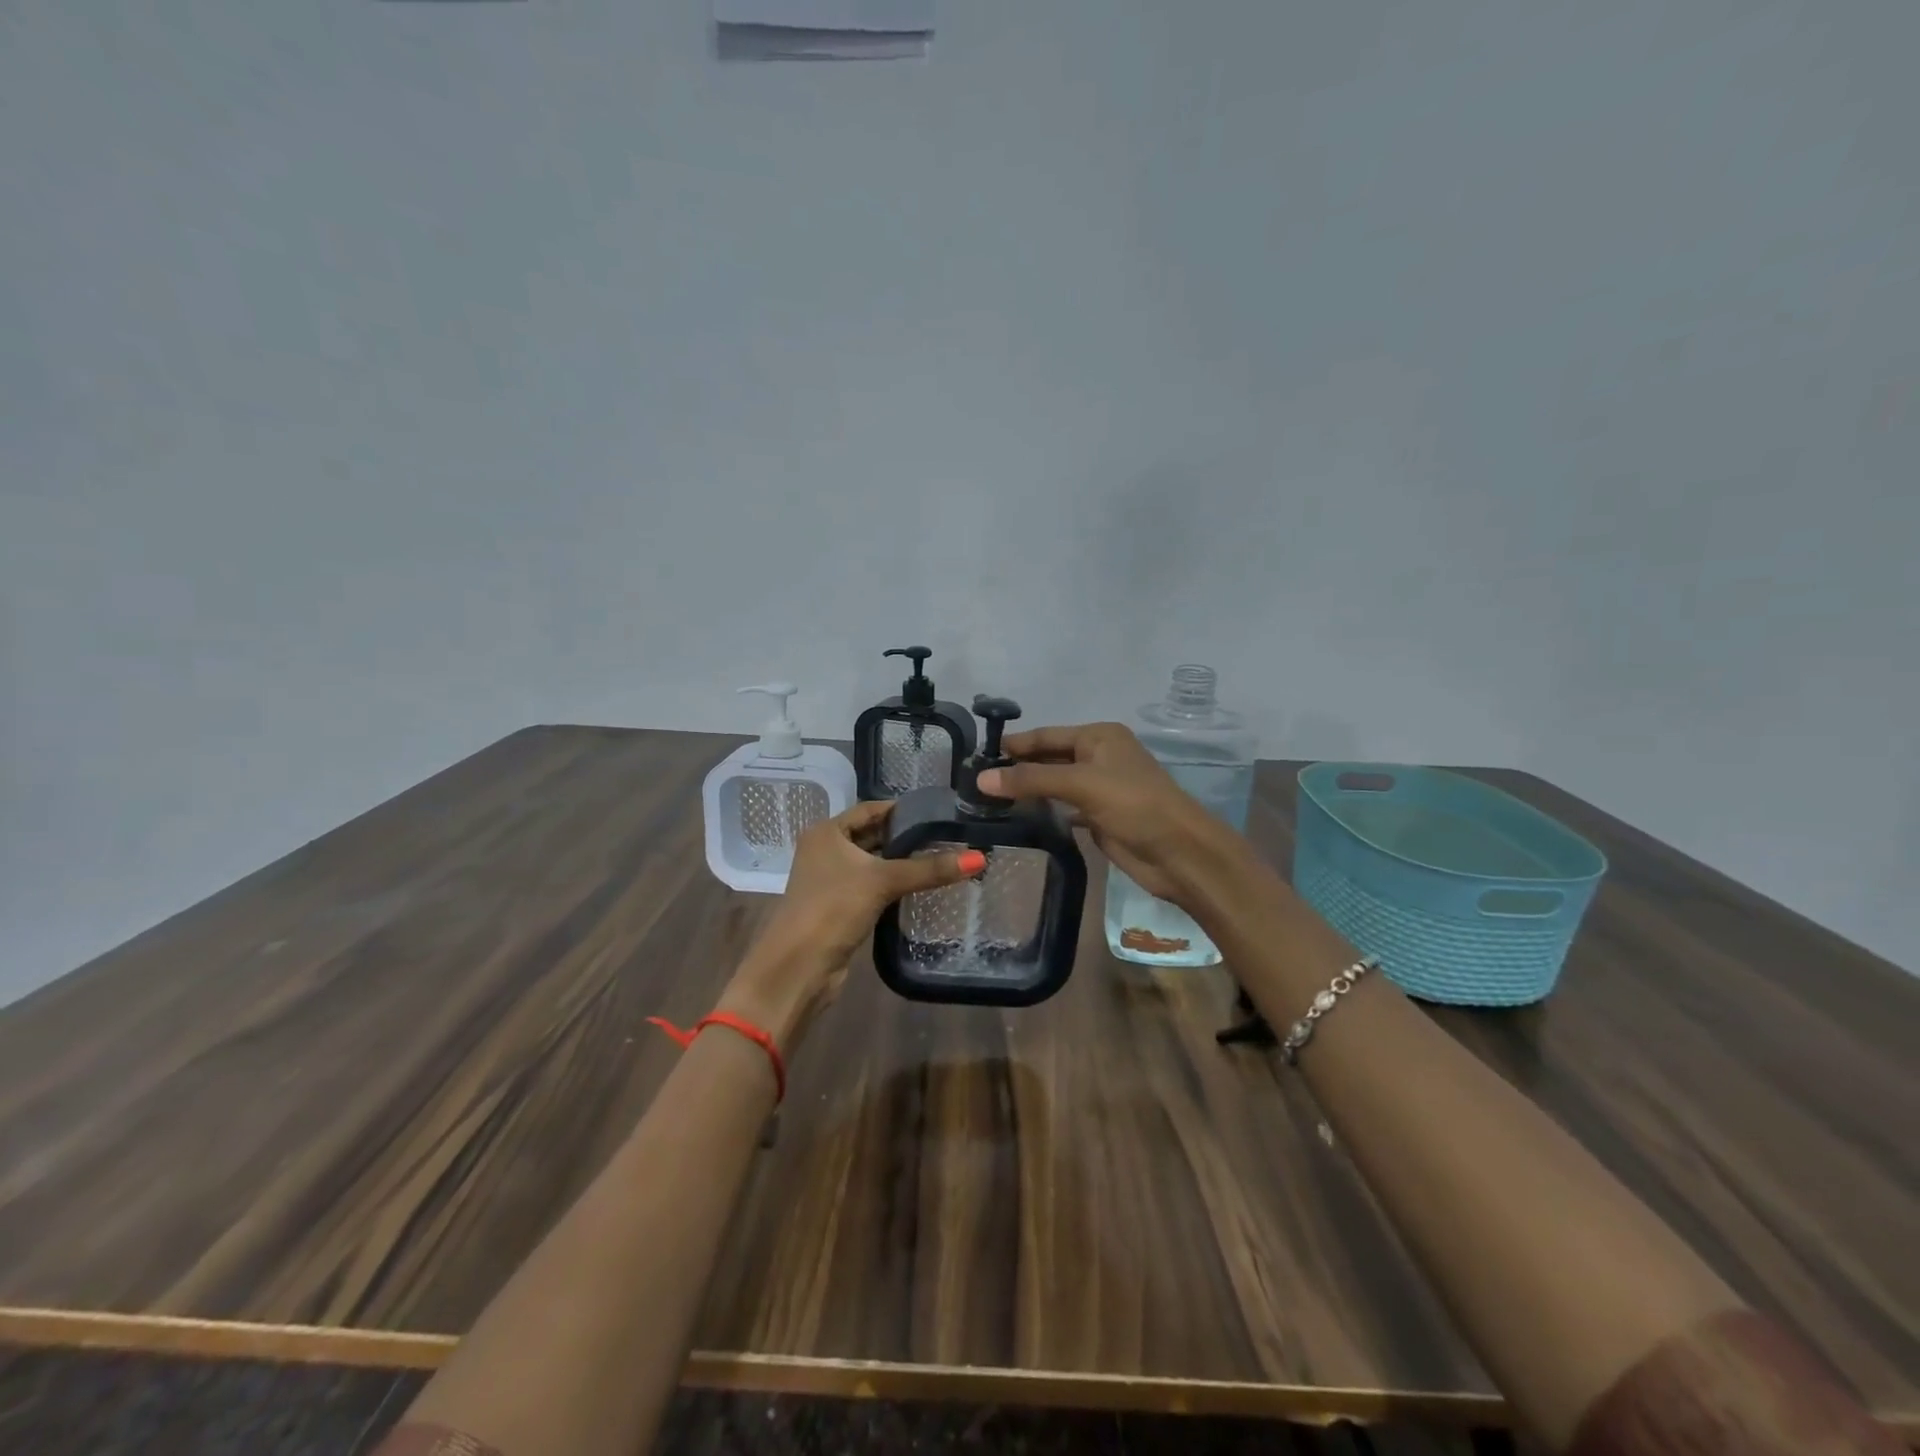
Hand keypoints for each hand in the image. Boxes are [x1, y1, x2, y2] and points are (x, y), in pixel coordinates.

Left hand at [718, 801, 983, 1049]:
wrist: (799, 967)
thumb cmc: (834, 908)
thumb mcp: (883, 881)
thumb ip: (929, 868)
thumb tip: (979, 859)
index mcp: (826, 832)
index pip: (870, 809)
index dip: (902, 809)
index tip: (938, 811)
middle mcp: (825, 850)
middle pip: (872, 835)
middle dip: (905, 836)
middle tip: (947, 835)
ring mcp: (830, 879)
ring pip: (872, 862)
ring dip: (900, 862)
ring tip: (942, 857)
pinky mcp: (838, 906)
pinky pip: (871, 886)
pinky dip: (892, 883)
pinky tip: (920, 885)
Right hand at [977, 722, 1245, 909]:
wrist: (1180, 853)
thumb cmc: (1134, 805)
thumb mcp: (1081, 785)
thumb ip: (1031, 780)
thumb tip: (980, 779)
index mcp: (1099, 736)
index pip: (1046, 735)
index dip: (1014, 744)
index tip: (976, 754)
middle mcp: (1098, 757)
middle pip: (1049, 758)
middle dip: (1017, 767)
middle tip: (974, 780)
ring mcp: (1100, 788)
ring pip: (1055, 784)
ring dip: (1027, 790)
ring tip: (986, 798)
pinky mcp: (1099, 817)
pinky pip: (1063, 808)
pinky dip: (1043, 811)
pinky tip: (1017, 817)